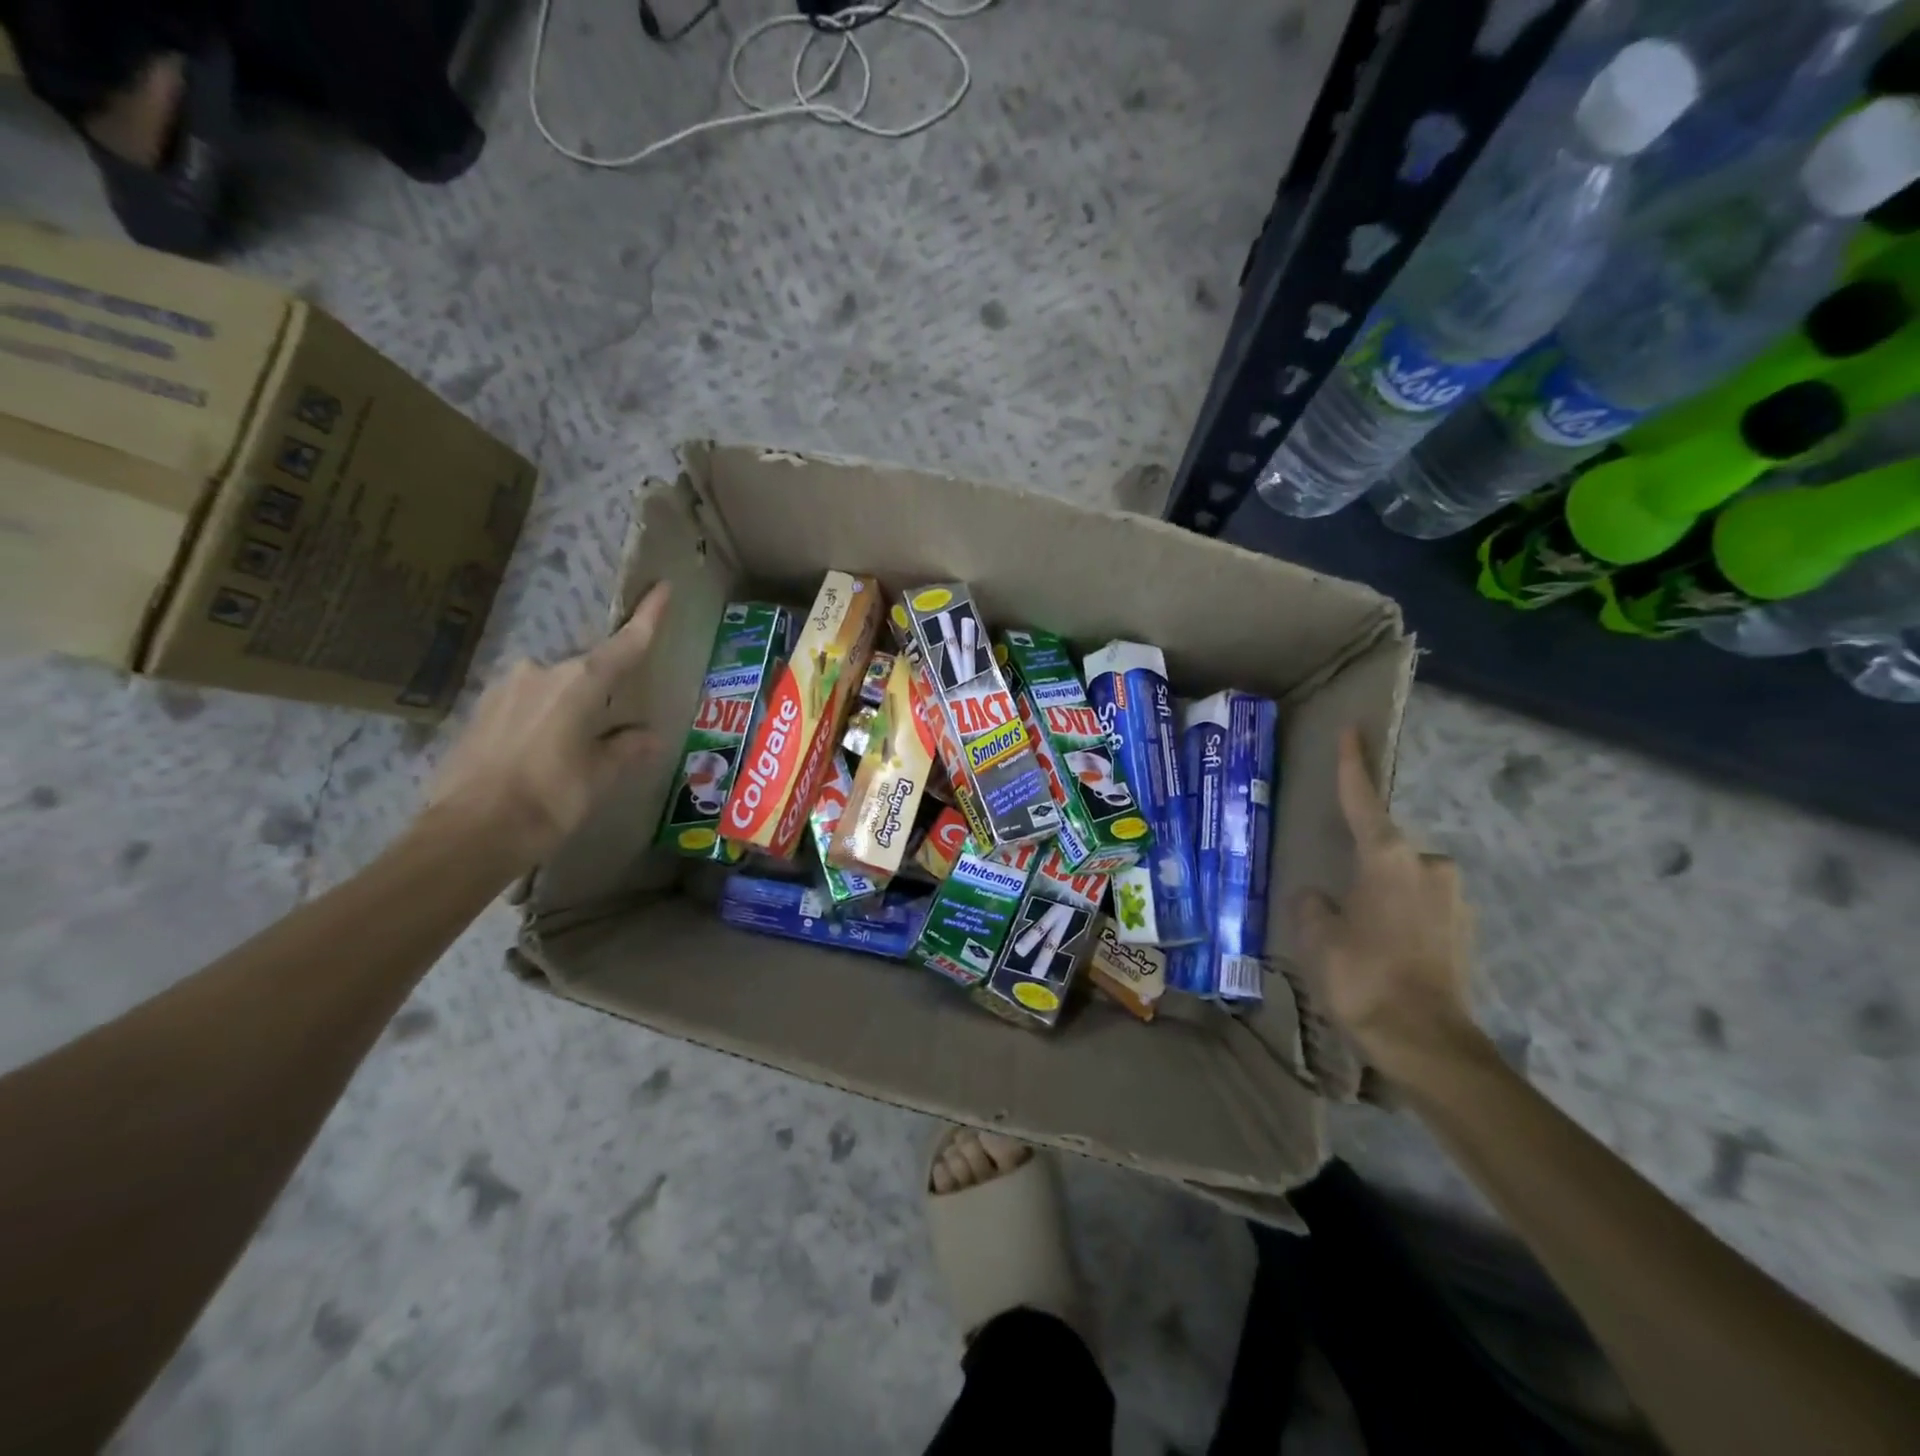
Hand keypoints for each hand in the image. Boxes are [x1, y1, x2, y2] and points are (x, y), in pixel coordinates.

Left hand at [423, 583, 671, 868]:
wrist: (467, 834)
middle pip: (586, 671)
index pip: (625, 644)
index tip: (663, 586)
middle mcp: (540, 672)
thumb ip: (625, 749)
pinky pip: (525, 704)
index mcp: (578, 682)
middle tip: (612, 727)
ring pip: (553, 689)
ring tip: (573, 750)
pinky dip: (542, 720)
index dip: (648, 617)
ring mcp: (503, 688)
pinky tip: (541, 754)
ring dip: (569, 709)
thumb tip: (647, 735)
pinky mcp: (479, 710)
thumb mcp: (599, 777)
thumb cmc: (548, 800)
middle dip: (601, 693)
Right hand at [1294, 728, 1484, 1089]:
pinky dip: (1398, 917)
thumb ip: (1312, 904)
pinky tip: (1381, 949)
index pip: (1362, 799)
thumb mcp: (1316, 937)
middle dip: (1361, 864)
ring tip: (1356, 931)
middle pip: (1384, 848)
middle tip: (1336, 895)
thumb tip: (1318, 897)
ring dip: (1379, 894)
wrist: (1429, 1044)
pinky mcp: (1463, 929)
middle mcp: (1427, 867)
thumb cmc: (1364, 978)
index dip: (1352, 764)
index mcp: (1388, 858)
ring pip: (1402, 880)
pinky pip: (1419, 906)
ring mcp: (1453, 899)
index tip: (1352, 730)